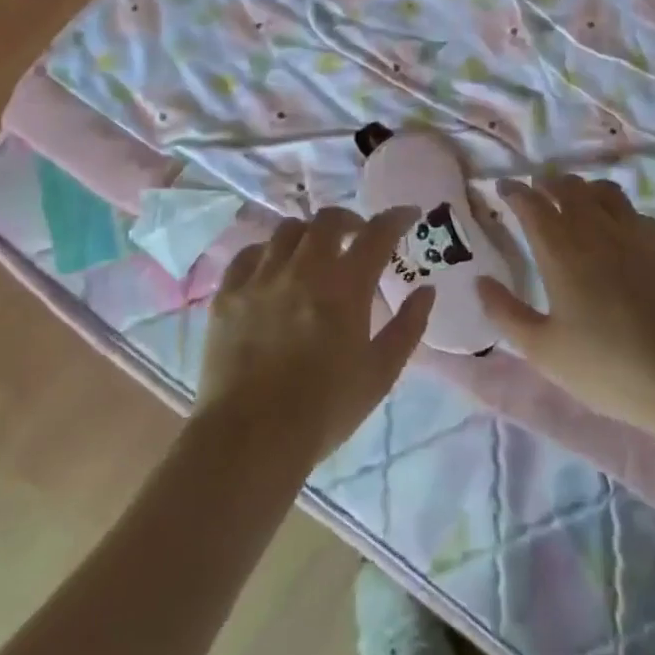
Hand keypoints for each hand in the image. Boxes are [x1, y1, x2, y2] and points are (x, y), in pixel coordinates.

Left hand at [196, 207, 433, 466]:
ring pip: (287, 231)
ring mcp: (261, 278)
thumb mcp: (380, 374)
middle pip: (327, 220)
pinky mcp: (228, 295)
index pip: (377, 234)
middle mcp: (303, 270)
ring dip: (309, 235)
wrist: (250, 440)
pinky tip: (273, 270)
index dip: (396, 218)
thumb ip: (408, 326)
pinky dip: (268, 253)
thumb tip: (426, 290)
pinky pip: (248, 255)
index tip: (408, 214)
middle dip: (349, 220)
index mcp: (345, 287)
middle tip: (358, 236)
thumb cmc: (324, 410)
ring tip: (314, 254)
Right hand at [478, 175, 654, 432]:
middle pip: (569, 187)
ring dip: (584, 189)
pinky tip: (620, 232)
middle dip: (548, 183)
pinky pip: (636, 213)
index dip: (515, 191)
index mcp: (561, 251)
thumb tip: (481, 282)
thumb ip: (506, 313)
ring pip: (605, 192)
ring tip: (577, 200)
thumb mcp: (544, 351)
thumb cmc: (608, 367)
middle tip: (539, 190)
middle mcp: (598, 230)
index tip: (504, 187)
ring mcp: (638, 233)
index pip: (532, 204)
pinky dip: (618, 212)